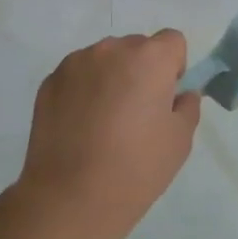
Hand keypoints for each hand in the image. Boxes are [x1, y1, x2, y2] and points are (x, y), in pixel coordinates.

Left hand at [13, 31, 201, 238]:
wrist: (70, 198)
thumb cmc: (136, 168)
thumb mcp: (180, 140)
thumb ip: (187, 106)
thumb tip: (180, 94)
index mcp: (149, 58)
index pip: (173, 41)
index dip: (175, 67)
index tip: (166, 99)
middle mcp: (112, 49)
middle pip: (137, 47)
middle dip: (142, 71)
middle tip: (136, 114)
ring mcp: (76, 63)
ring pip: (105, 60)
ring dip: (111, 78)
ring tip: (104, 122)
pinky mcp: (50, 81)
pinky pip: (78, 75)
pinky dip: (84, 91)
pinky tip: (80, 127)